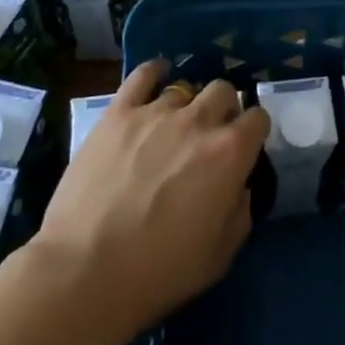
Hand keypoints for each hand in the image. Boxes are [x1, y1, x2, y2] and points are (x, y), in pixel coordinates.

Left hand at [34, 63, 267, 337]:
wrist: (86, 271)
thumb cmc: (160, 271)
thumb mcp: (221, 254)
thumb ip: (240, 211)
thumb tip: (238, 186)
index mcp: (231, 152)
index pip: (258, 118)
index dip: (254, 131)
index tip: (244, 147)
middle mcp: (199, 121)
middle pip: (223, 91)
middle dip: (223, 109)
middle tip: (209, 136)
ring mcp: (156, 112)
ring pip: (184, 87)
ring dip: (186, 105)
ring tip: (172, 126)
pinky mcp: (118, 113)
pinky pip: (142, 76)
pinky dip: (153, 73)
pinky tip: (155, 78)